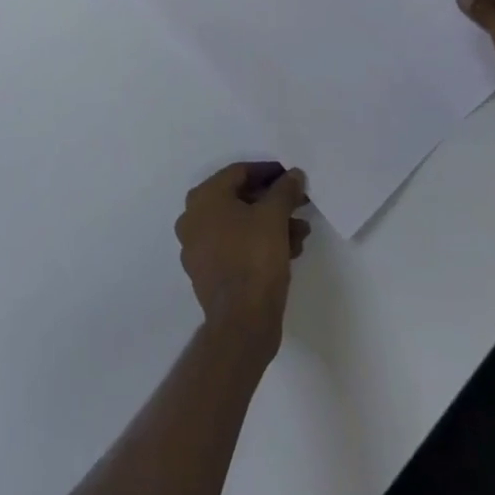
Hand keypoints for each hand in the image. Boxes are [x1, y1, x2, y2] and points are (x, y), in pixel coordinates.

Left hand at [176, 163, 310, 359]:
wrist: (242, 322)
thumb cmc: (254, 258)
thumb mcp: (274, 217)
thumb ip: (284, 190)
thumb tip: (293, 174)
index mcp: (203, 197)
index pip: (239, 172)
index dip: (269, 172)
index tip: (291, 177)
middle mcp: (193, 217)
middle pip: (239, 199)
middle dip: (273, 202)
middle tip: (300, 205)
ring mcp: (197, 246)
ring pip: (240, 225)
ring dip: (271, 224)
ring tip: (301, 233)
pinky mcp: (207, 272)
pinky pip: (235, 246)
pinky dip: (259, 243)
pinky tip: (288, 251)